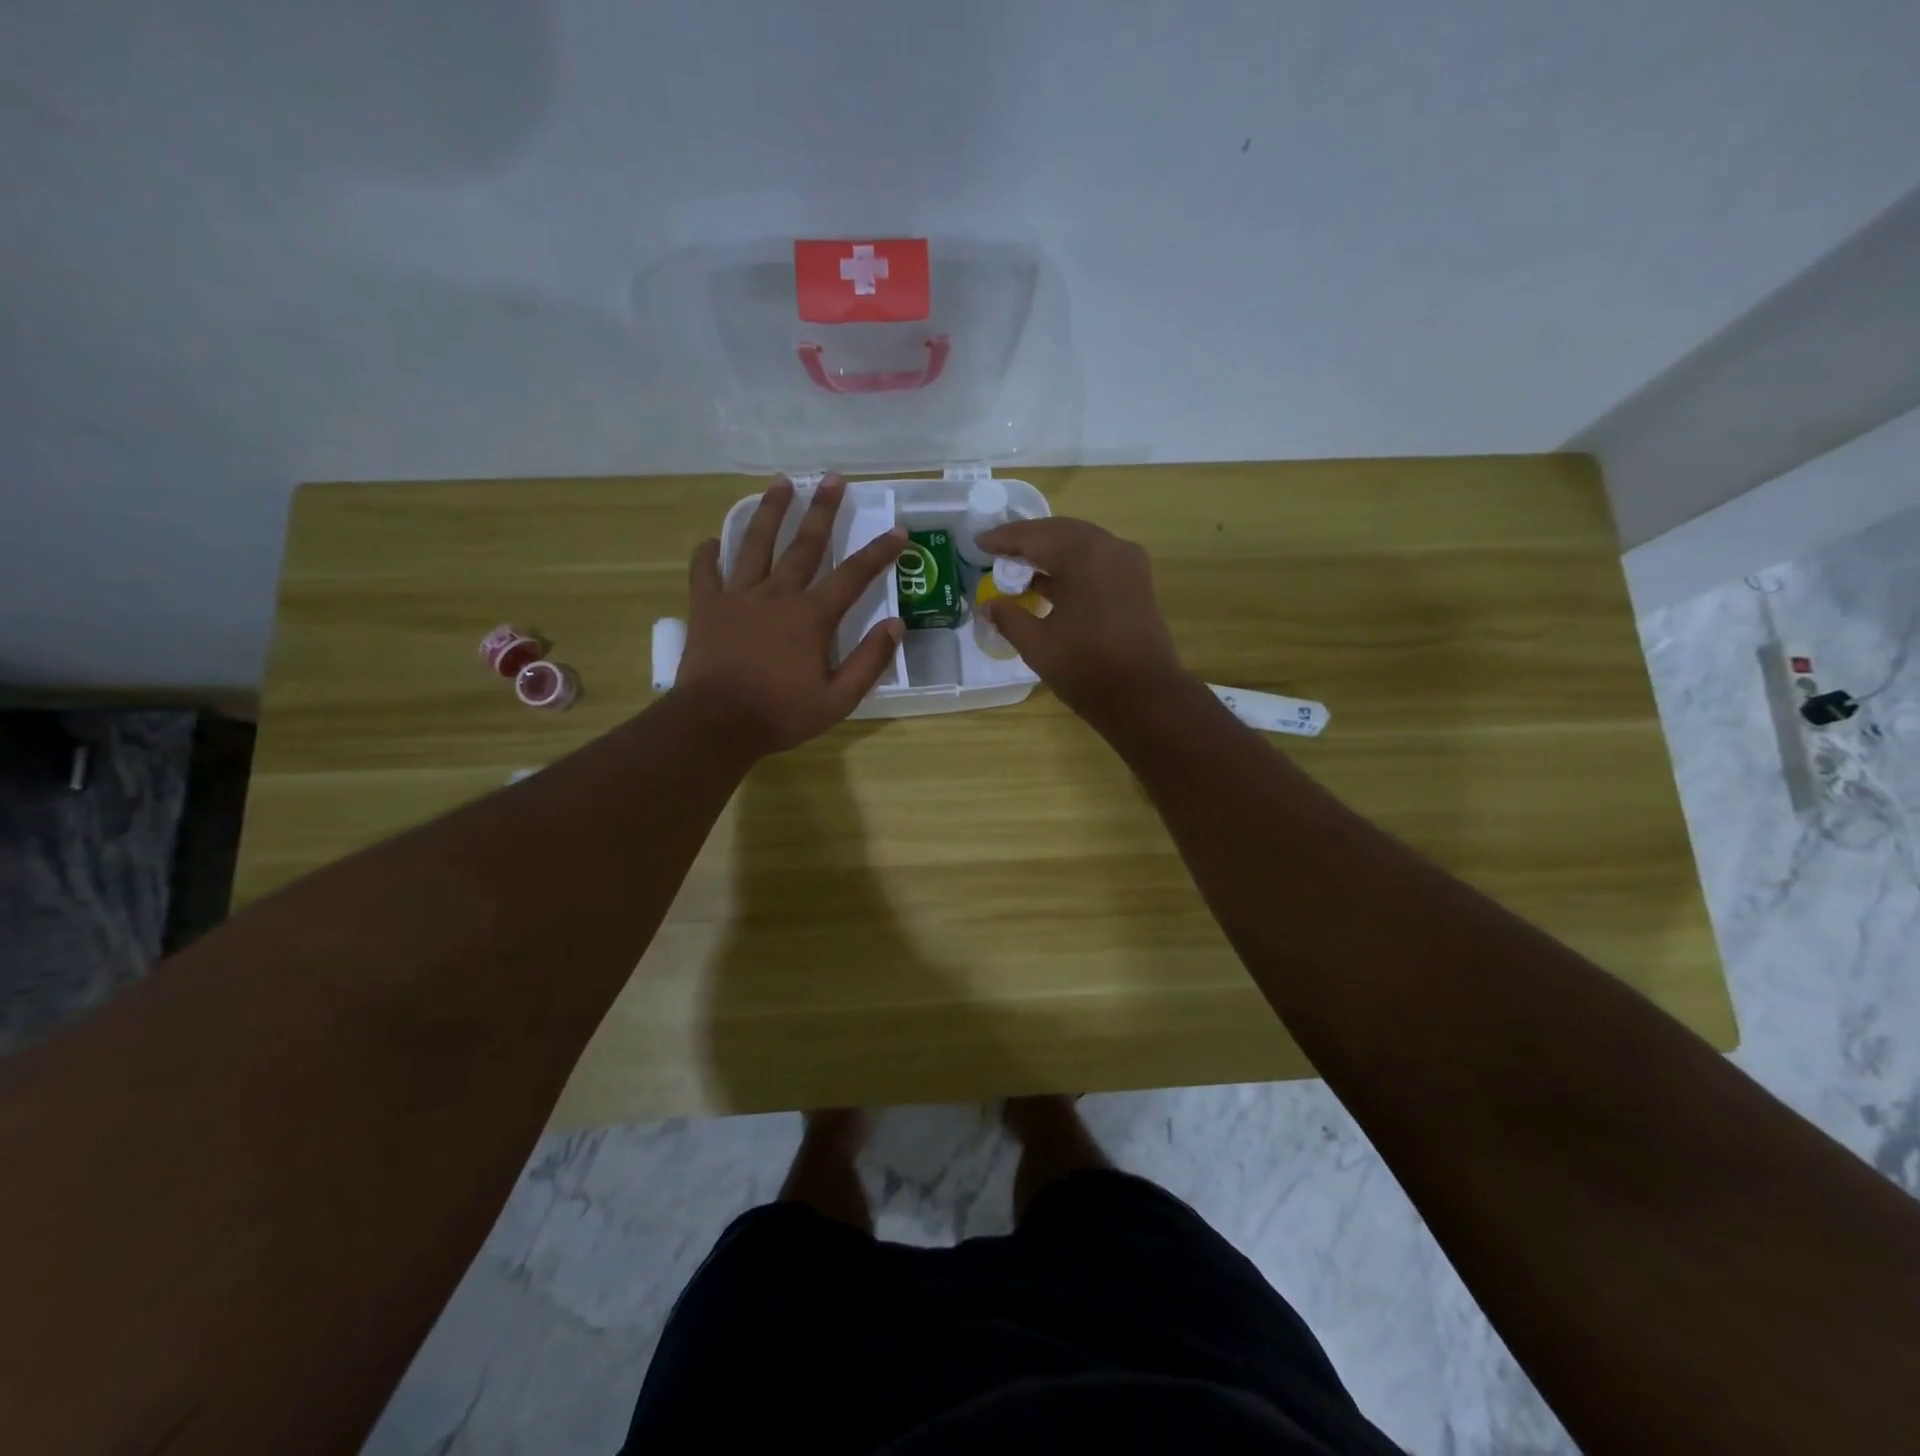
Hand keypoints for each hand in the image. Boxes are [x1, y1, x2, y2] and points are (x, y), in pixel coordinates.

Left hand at [676, 475, 904, 756]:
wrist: (716, 724)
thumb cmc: (780, 715)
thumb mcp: (838, 700)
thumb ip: (869, 662)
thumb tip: (895, 625)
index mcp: (811, 616)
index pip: (853, 575)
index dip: (879, 552)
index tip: (898, 530)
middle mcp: (777, 594)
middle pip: (804, 543)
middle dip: (823, 510)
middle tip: (833, 479)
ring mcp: (738, 596)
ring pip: (755, 543)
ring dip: (770, 511)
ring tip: (782, 483)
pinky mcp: (706, 606)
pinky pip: (705, 570)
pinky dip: (709, 553)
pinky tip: (713, 540)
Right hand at [974, 516, 1188, 725]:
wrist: (1145, 698)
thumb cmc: (1087, 670)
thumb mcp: (1037, 645)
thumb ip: (1009, 617)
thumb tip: (989, 604)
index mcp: (1084, 556)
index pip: (1035, 536)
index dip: (1004, 539)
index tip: (979, 542)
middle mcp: (1110, 548)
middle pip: (1060, 531)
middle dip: (1028, 539)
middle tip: (997, 550)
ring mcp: (1128, 563)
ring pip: (1081, 543)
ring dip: (1050, 550)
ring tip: (1019, 565)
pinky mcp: (1137, 581)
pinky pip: (1097, 559)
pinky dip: (1071, 563)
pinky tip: (1050, 581)